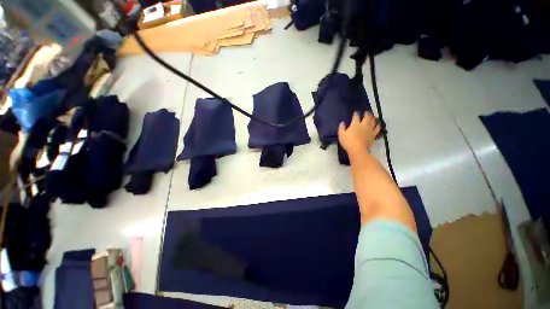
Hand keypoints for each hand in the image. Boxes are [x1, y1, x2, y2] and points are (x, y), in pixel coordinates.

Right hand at [338, 112, 379, 155]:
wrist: (357, 149)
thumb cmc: (348, 142)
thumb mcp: (341, 135)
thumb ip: (341, 128)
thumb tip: (342, 123)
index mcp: (355, 124)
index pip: (356, 116)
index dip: (356, 113)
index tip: (356, 112)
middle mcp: (363, 125)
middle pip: (366, 117)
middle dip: (366, 113)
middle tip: (367, 112)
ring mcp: (369, 129)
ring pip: (373, 121)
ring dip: (373, 118)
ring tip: (373, 116)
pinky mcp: (373, 135)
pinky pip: (377, 129)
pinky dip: (378, 125)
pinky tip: (378, 124)